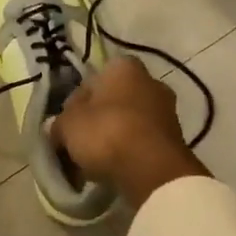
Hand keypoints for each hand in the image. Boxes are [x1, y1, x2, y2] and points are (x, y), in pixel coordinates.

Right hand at [51, 56, 207, 209]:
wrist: (152, 169)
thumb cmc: (106, 132)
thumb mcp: (67, 126)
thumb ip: (59, 124)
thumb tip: (58, 129)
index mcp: (124, 67)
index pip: (94, 78)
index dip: (77, 101)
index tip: (68, 123)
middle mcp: (150, 80)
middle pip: (114, 100)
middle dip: (98, 119)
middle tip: (80, 143)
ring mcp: (167, 110)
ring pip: (130, 121)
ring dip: (115, 136)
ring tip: (96, 162)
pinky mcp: (176, 138)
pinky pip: (144, 141)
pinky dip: (131, 152)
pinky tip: (116, 169)